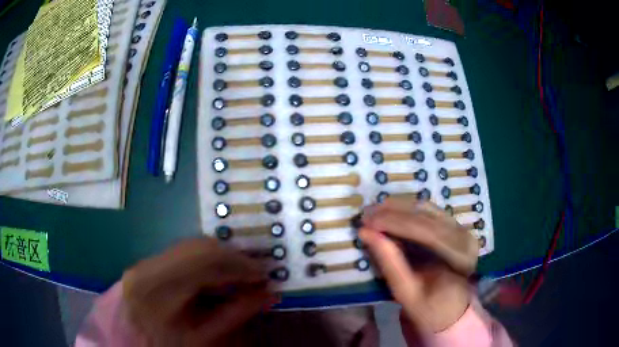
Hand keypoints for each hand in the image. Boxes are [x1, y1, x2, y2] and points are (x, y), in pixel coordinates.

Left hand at [121, 237, 274, 345]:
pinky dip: (206, 260)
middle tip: (256, 272)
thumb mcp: (205, 338)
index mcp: (157, 289)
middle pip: (198, 247)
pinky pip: (183, 252)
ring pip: (191, 245)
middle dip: (233, 257)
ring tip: (240, 273)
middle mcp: (148, 267)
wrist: (135, 342)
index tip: (263, 273)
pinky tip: (218, 273)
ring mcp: (144, 262)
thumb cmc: (169, 345)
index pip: (204, 261)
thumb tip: (268, 294)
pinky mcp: (146, 262)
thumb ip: (236, 314)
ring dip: (221, 257)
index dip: (238, 263)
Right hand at [359, 198, 478, 331]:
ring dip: (397, 207)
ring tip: (374, 212)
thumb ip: (390, 263)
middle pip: (426, 215)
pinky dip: (406, 210)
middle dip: (392, 212)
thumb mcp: (407, 293)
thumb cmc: (430, 308)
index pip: (426, 232)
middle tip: (365, 214)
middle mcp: (463, 235)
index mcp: (459, 256)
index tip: (367, 222)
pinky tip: (389, 213)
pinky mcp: (453, 226)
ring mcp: (460, 228)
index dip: (394, 223)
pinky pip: (427, 211)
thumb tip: (366, 234)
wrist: (450, 310)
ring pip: (426, 208)